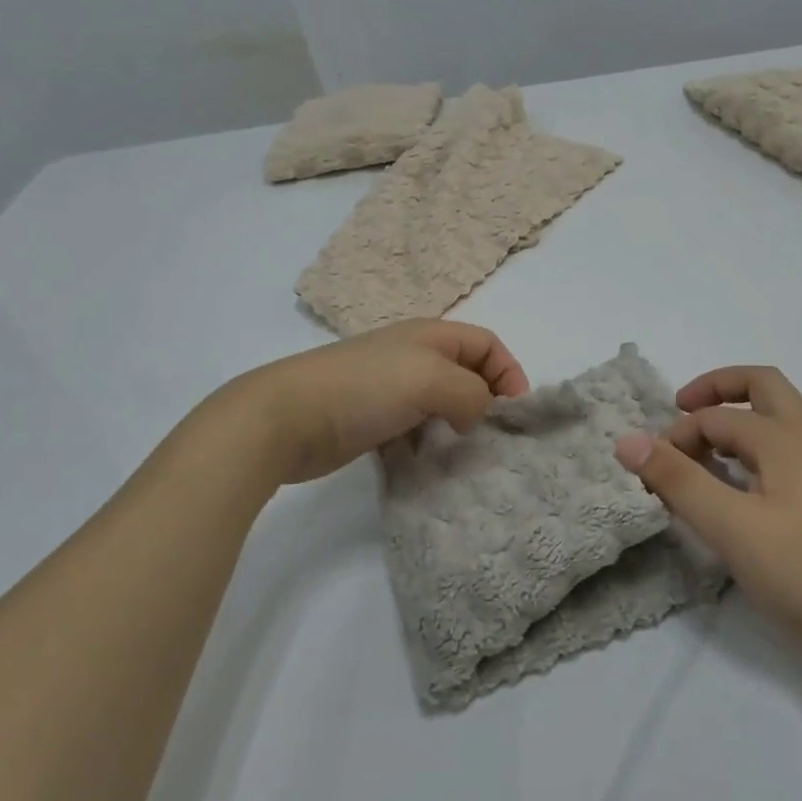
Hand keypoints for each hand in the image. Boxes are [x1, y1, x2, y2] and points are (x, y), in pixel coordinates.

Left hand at [217, 320, 528, 485]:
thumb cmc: (364, 388)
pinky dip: (427, 445)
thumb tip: (476, 414)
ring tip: (463, 455)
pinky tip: (426, 465)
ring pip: (441, 406)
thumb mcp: (431, 378)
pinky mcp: (372, 422)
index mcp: (430, 336)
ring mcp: (390, 390)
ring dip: (457, 428)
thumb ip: (471, 392)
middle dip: (485, 403)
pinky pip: (415, 431)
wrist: (287, 418)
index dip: (508, 372)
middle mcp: (413, 358)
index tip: (514, 413)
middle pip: (466, 374)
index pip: (487, 344)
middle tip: (492, 438)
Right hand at [614, 366, 801, 646]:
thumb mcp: (726, 526)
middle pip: (764, 384)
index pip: (715, 419)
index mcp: (782, 437)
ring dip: (761, 413)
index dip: (678, 436)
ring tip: (735, 442)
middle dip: (721, 388)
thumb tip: (628, 440)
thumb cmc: (800, 571)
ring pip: (801, 411)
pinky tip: (801, 466)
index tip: (656, 469)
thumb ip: (676, 479)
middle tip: (687, 408)